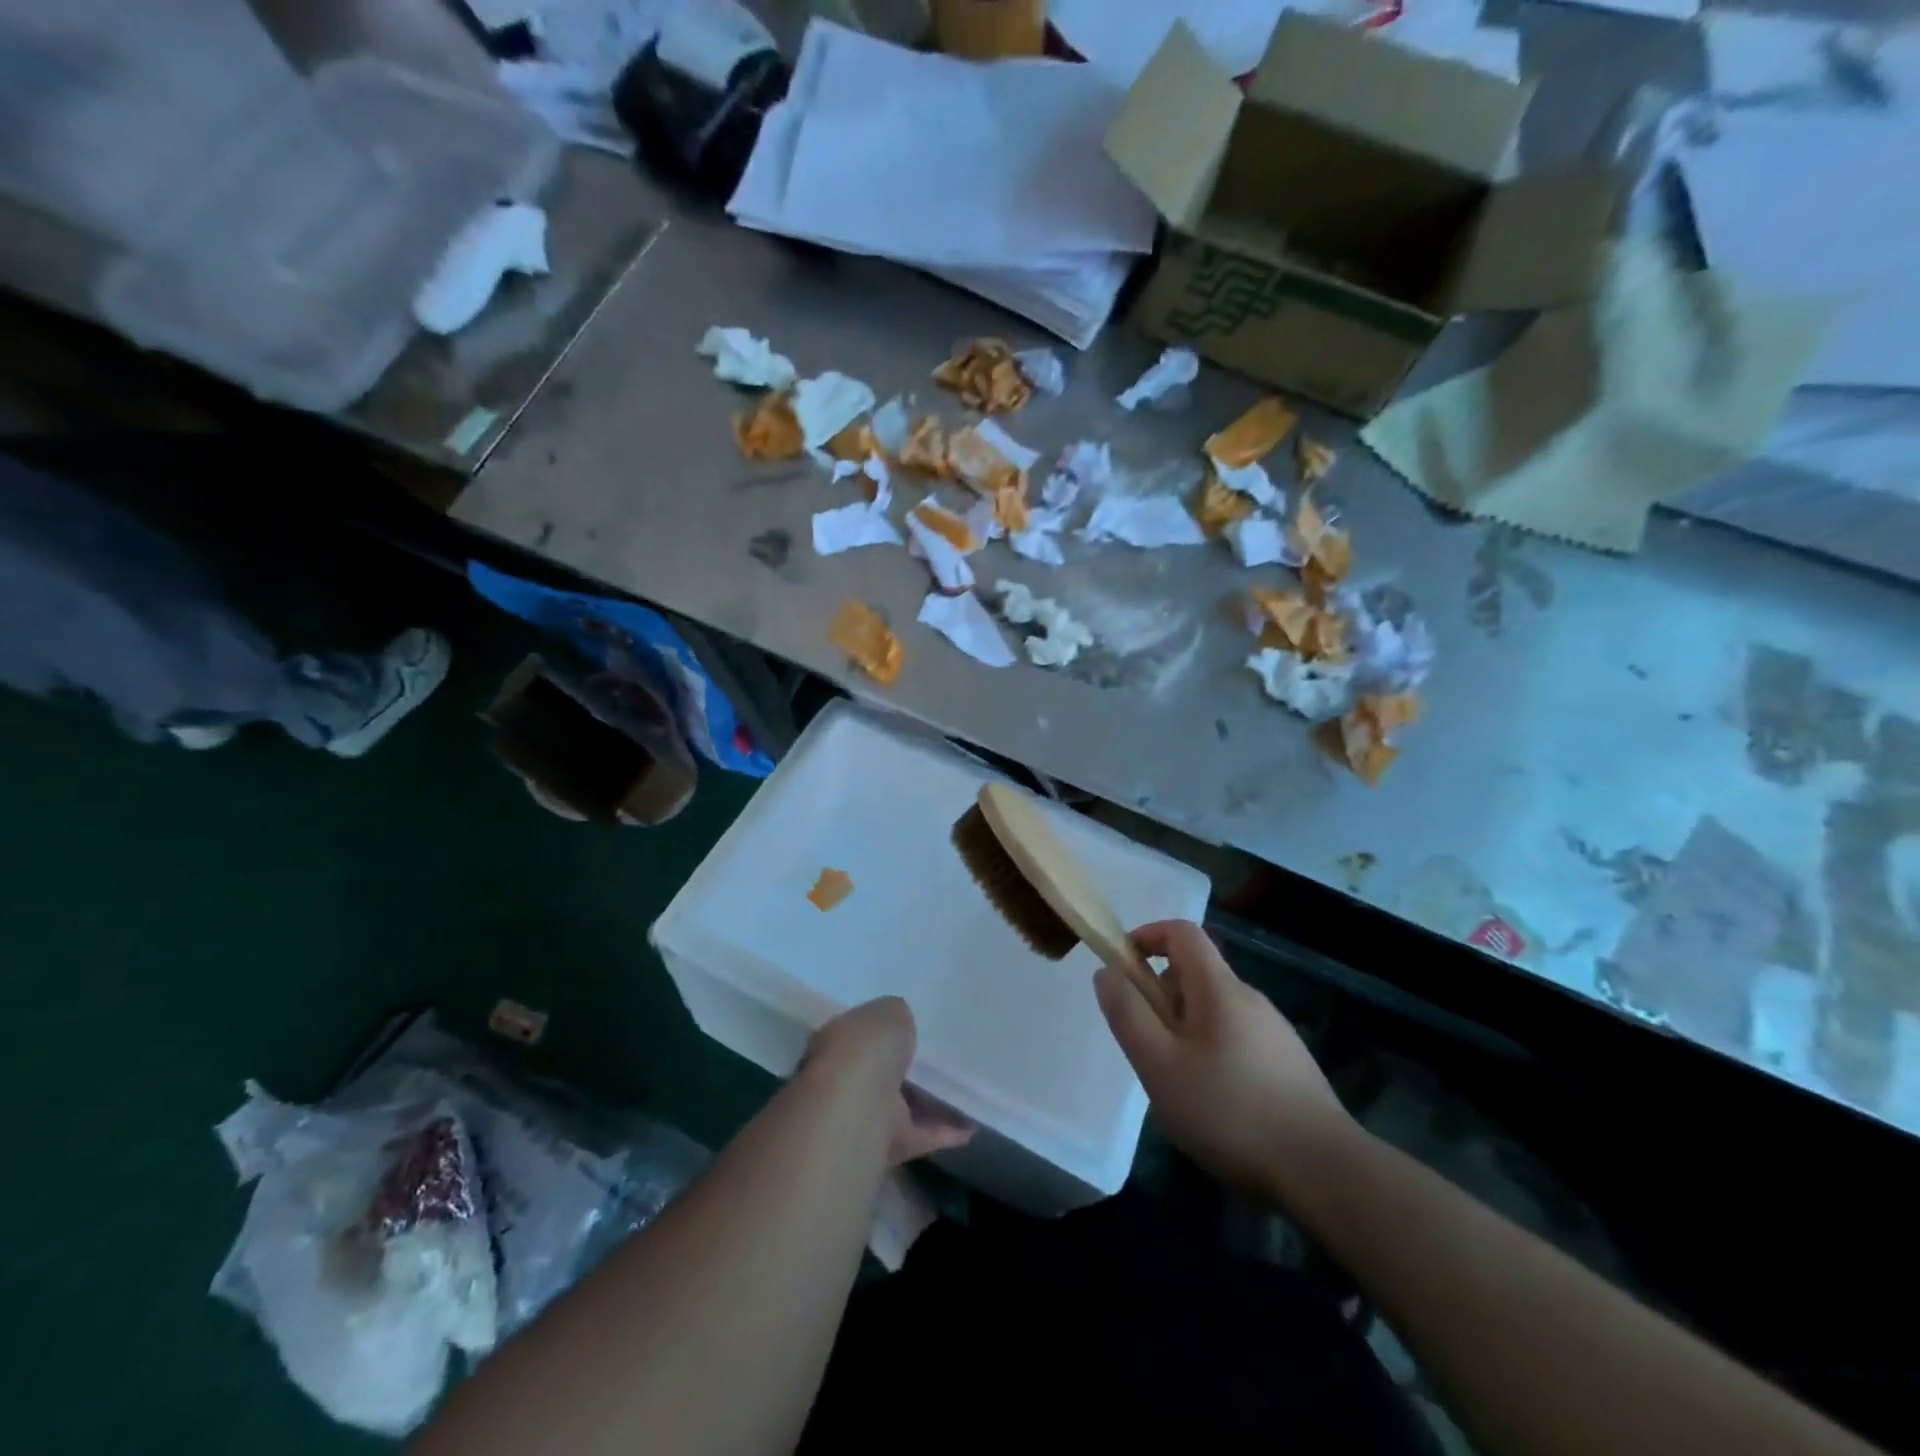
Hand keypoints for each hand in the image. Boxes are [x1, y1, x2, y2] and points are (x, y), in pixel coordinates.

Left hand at [802, 997, 975, 1166]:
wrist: (857, 1108)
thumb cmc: (867, 1049)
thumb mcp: (890, 1011)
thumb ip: (898, 1017)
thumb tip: (903, 1025)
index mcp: (840, 1041)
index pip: (863, 1034)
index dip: (886, 1031)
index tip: (913, 1029)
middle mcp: (846, 1079)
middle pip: (883, 1072)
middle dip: (908, 1068)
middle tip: (944, 1058)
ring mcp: (865, 1115)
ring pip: (904, 1106)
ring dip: (931, 1102)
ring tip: (967, 1089)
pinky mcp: (887, 1145)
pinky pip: (921, 1134)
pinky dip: (945, 1131)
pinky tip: (972, 1124)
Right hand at [1094, 921, 1357, 1202]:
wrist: (1325, 1171)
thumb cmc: (1230, 1111)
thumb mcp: (1160, 1065)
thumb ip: (1128, 1015)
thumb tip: (1107, 972)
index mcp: (1219, 988)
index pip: (1182, 932)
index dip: (1147, 937)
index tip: (1123, 968)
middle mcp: (1249, 998)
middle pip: (1195, 974)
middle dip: (1161, 998)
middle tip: (1147, 1047)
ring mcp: (1274, 1031)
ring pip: (1214, 1010)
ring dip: (1184, 1030)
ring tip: (1178, 1084)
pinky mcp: (1288, 1063)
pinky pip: (1235, 1038)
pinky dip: (1211, 1052)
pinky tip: (1215, 1104)